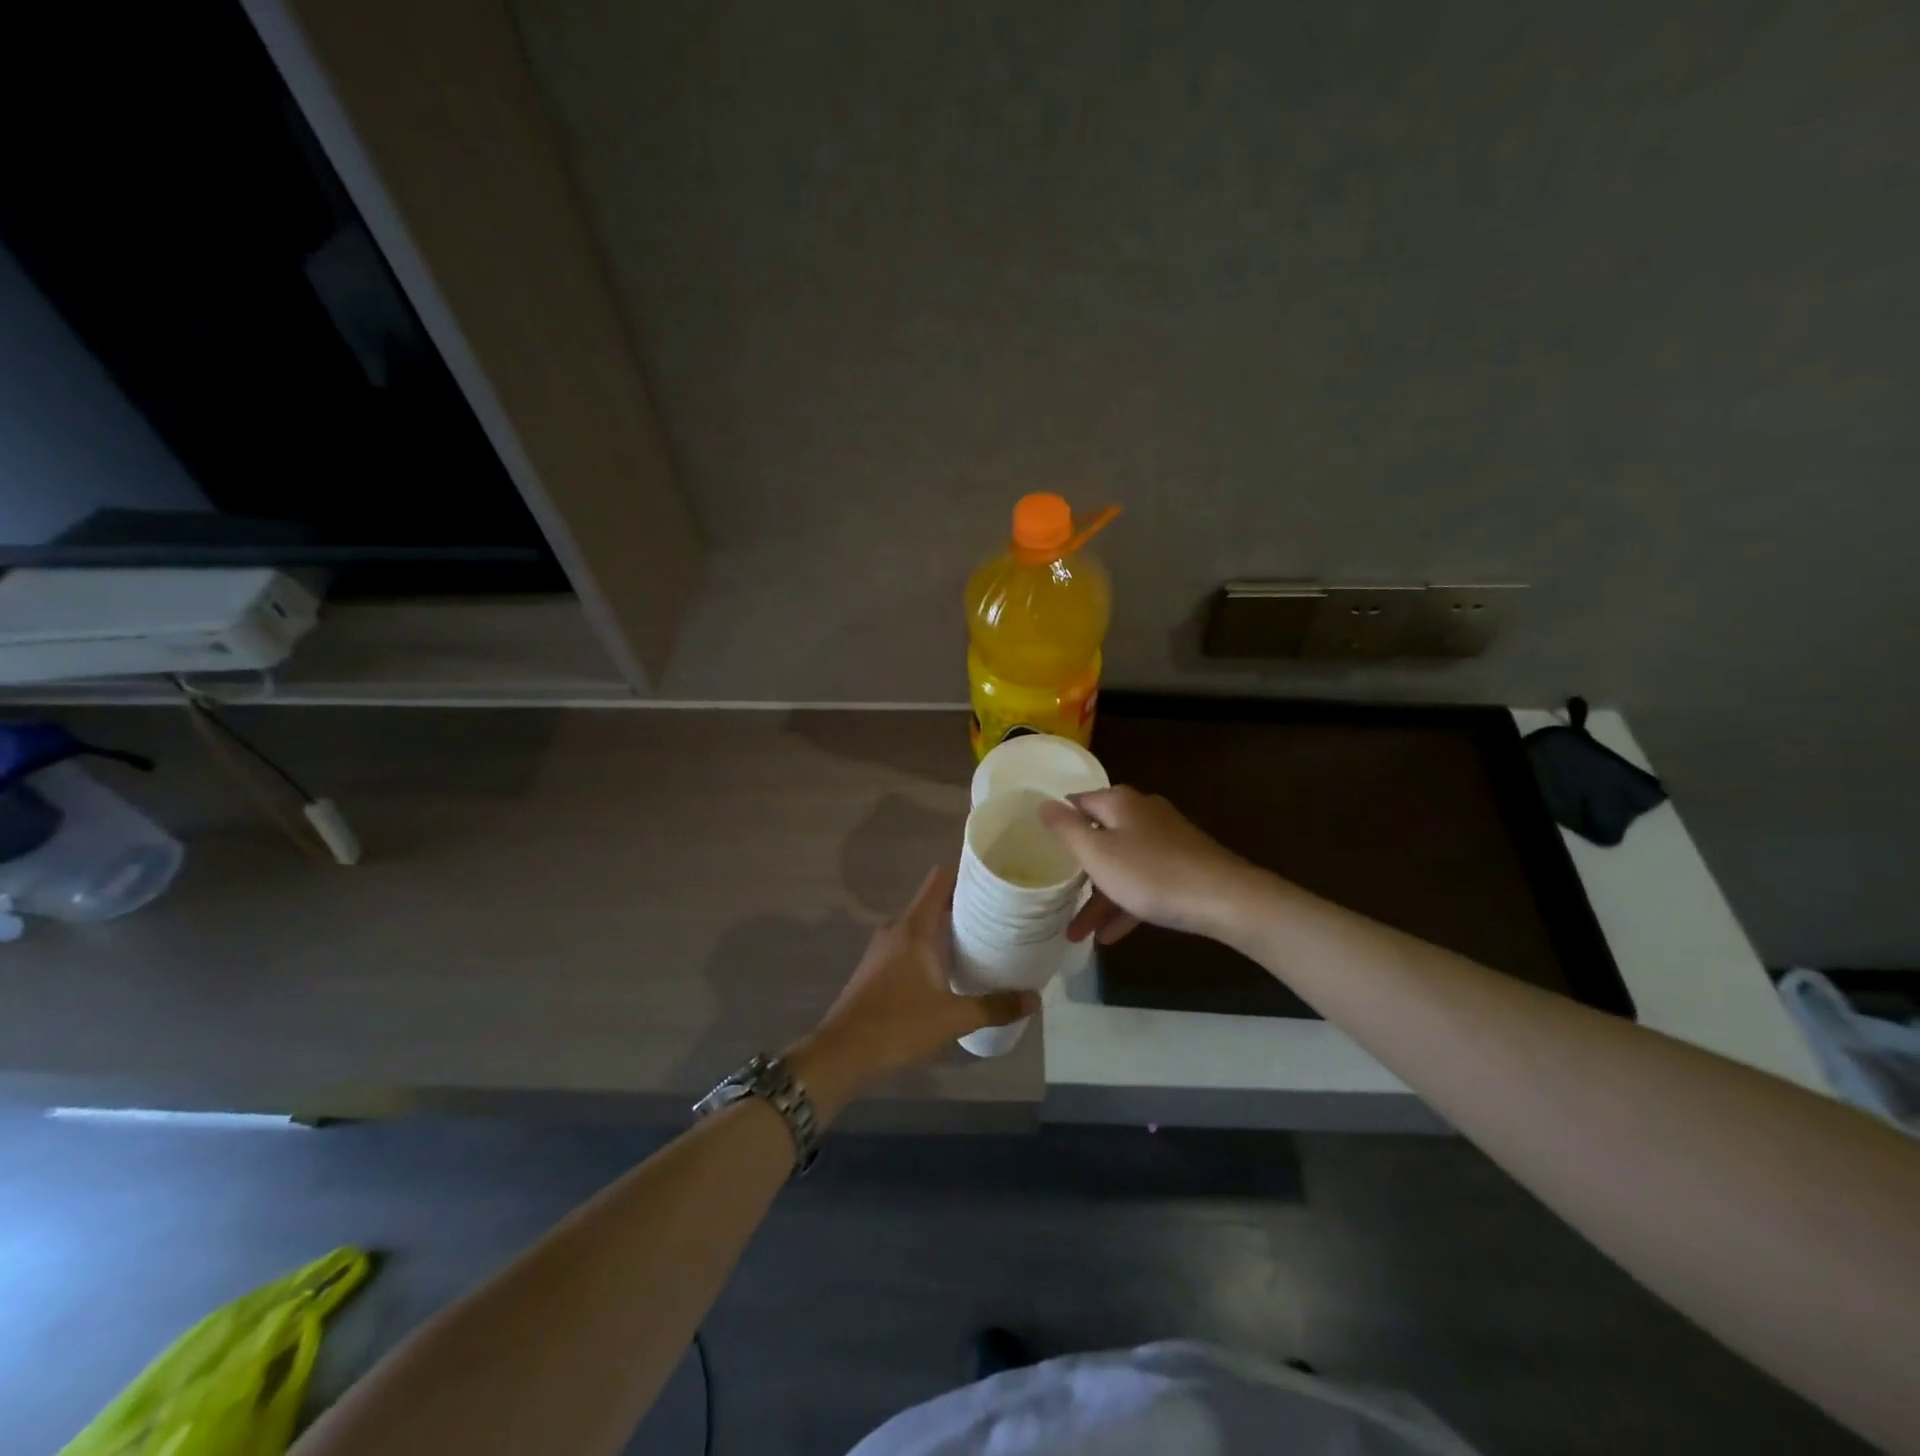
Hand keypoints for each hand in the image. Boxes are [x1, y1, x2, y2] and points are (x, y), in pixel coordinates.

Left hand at [789, 864, 1038, 1118]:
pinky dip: (932, 945)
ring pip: (922, 924)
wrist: (842, 1052)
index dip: (966, 869)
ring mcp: (883, 947)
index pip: (940, 879)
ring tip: (983, 937)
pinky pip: (910, 942)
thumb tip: (1034, 999)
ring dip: (948, 927)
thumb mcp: (953, 1018)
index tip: (994, 873)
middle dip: (965, 902)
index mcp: (915, 927)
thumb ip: (995, 1006)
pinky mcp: (877, 966)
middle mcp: (897, 928)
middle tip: (1001, 910)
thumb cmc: (898, 1024)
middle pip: (934, 900)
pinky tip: (952, 966)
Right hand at [1038, 786, 1267, 944]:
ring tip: (1076, 934)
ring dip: (1098, 897)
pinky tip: (1109, 936)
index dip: (1058, 823)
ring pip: (1121, 865)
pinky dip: (1126, 904)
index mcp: (1119, 803)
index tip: (1039, 847)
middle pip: (1099, 836)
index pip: (1077, 803)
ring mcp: (1165, 840)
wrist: (1225, 899)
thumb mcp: (1098, 854)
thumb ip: (1067, 829)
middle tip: (1055, 895)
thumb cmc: (1152, 874)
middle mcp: (1141, 813)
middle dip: (1077, 871)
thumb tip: (1043, 803)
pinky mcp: (1182, 865)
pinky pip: (1144, 882)